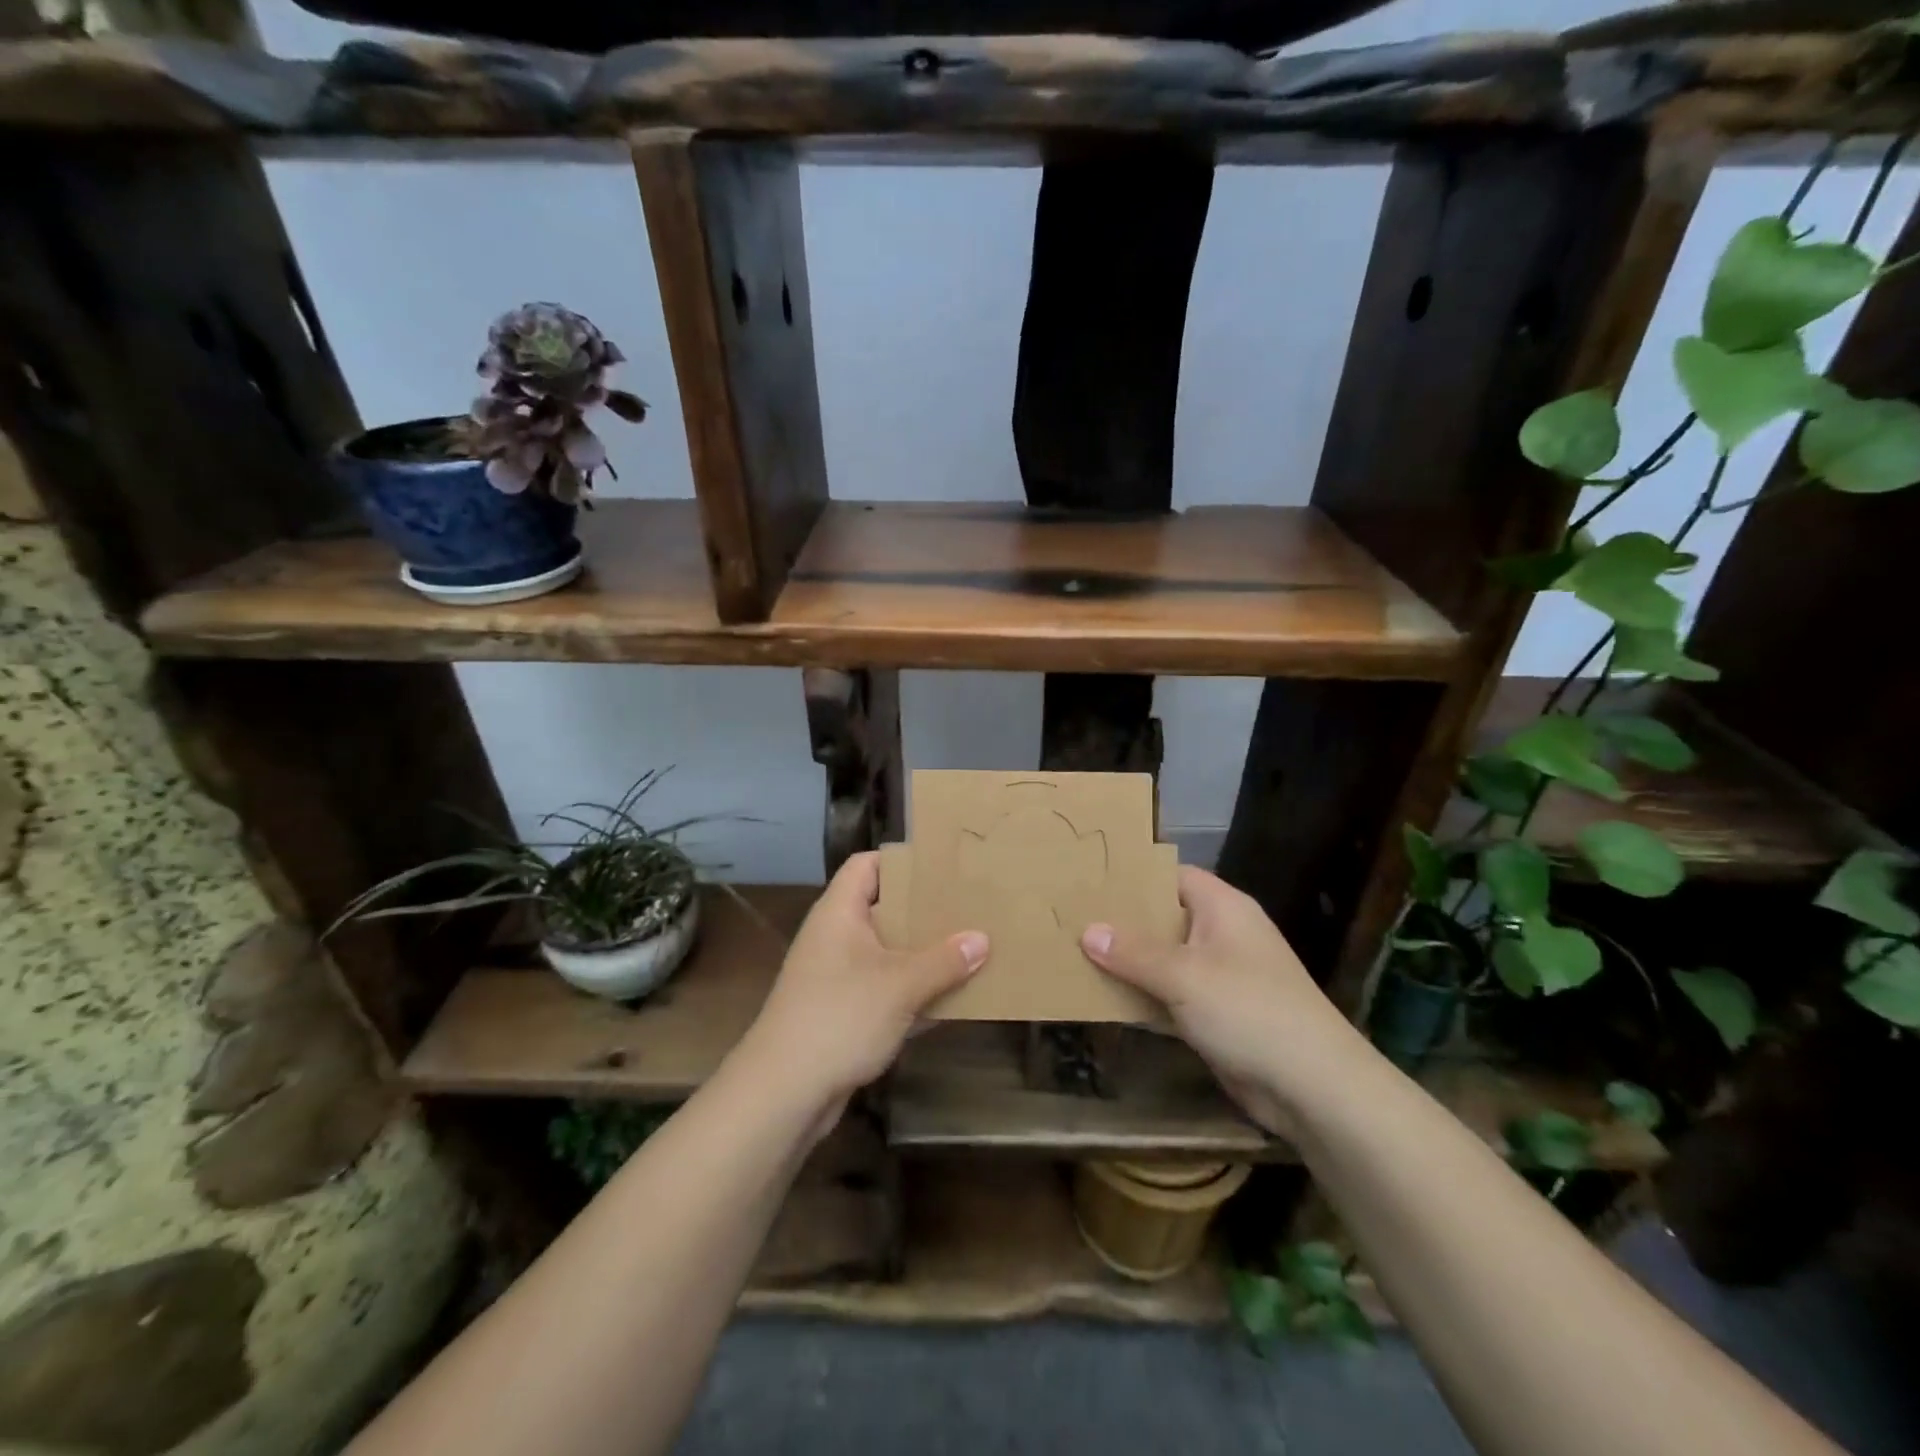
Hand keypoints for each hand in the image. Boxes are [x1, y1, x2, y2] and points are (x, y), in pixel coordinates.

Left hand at [739, 851, 987, 1125]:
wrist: (783, 1094)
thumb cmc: (839, 1018)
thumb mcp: (900, 985)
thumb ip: (944, 961)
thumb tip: (982, 939)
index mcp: (839, 913)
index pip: (867, 865)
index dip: (902, 859)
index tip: (944, 865)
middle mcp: (836, 937)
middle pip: (883, 908)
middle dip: (924, 910)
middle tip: (968, 906)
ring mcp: (837, 977)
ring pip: (888, 953)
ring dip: (924, 955)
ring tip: (970, 948)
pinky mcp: (844, 1013)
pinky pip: (886, 990)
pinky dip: (914, 992)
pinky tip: (952, 999)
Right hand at [1081, 867, 1366, 1135]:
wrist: (1313, 1088)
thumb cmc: (1249, 1010)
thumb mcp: (1185, 975)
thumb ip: (1133, 953)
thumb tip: (1088, 931)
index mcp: (1223, 908)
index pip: (1172, 876)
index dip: (1134, 876)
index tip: (1089, 880)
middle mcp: (1221, 935)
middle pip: (1163, 918)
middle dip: (1121, 922)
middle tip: (1070, 917)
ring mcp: (1219, 977)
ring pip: (1163, 960)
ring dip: (1127, 963)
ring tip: (1074, 953)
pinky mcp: (1215, 1015)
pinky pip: (1169, 996)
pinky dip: (1141, 997)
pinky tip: (1101, 998)